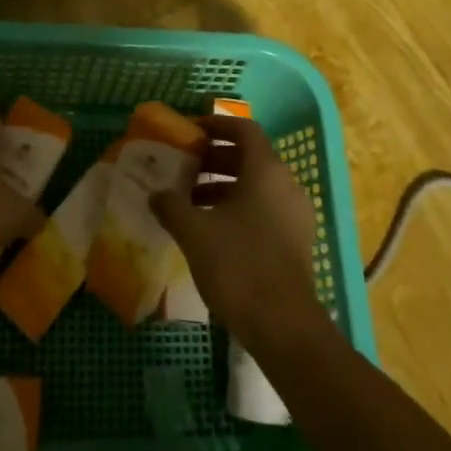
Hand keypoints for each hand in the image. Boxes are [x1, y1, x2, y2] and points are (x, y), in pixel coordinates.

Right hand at [152, 116, 330, 354]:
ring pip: (256, 185)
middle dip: (214, 159)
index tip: (191, 131)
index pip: (244, 128)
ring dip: (223, 187)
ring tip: (190, 202)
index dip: (217, 124)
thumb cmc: (238, 265)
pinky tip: (211, 231)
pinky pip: (264, 209)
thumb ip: (172, 206)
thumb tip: (155, 194)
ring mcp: (294, 214)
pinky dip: (238, 208)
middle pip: (249, 157)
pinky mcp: (295, 241)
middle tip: (184, 167)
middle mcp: (286, 184)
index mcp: (266, 170)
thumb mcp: (195, 232)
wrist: (283, 326)